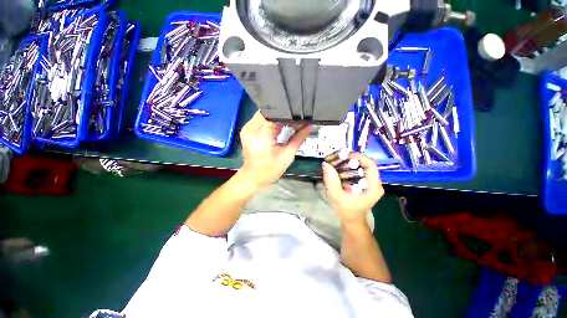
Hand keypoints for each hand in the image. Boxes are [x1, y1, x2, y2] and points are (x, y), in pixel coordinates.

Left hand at [239, 111, 310, 189]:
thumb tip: (310, 126)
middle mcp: (252, 126)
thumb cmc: (270, 169)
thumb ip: (299, 138)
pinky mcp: (247, 130)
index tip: (301, 118)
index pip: (278, 115)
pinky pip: (261, 119)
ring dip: (277, 118)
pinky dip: (271, 121)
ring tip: (289, 123)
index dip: (290, 115)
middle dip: (284, 115)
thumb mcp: (287, 155)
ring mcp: (247, 127)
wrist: (252, 178)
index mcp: (262, 133)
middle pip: (271, 112)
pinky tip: (279, 126)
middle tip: (296, 119)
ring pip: (266, 114)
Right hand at [322, 152, 384, 224]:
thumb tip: (325, 164)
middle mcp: (374, 182)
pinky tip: (338, 169)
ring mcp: (370, 183)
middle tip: (335, 159)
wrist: (351, 221)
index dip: (358, 157)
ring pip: (360, 167)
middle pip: (364, 164)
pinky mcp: (364, 183)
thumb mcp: (337, 196)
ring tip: (335, 162)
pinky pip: (357, 171)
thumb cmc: (347, 211)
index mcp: (373, 186)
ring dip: (347, 163)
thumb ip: (331, 181)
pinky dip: (347, 168)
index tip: (343, 156)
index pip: (370, 165)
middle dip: (349, 159)